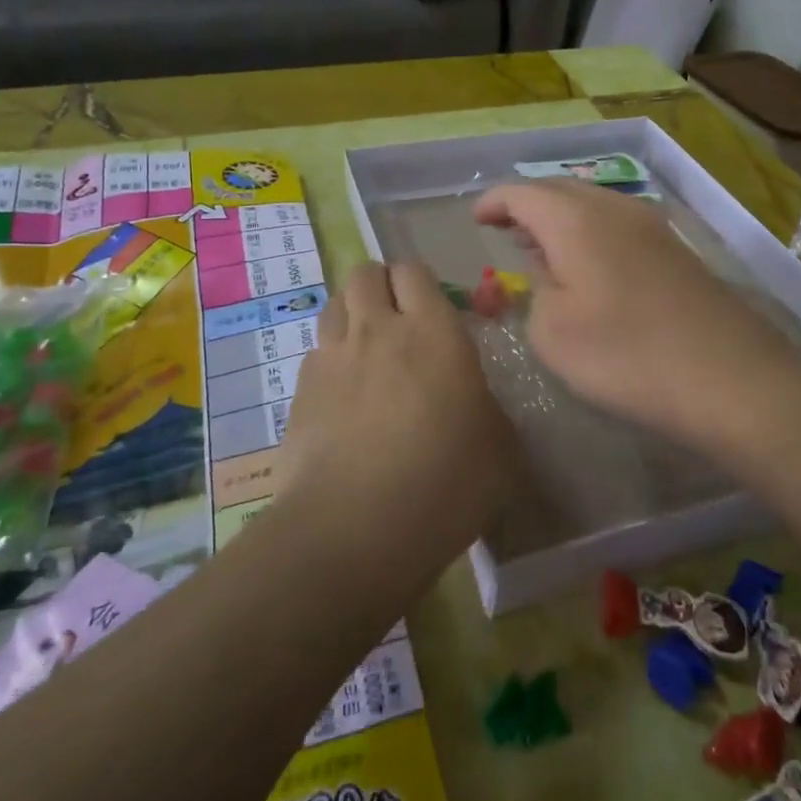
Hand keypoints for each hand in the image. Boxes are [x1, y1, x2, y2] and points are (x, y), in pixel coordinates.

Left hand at [284, 260, 518, 549]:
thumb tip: (477, 404)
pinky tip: (343, 394)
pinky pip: (316, 351)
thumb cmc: (445, 484)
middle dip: (381, 285)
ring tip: (368, 348)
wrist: (356, 529)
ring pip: (335, 304)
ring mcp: (332, 358)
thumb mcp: (500, 449)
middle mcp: (378, 330)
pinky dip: (330, 358)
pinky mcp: (300, 391)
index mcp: (434, 332)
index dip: (421, 283)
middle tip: (399, 320)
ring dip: (352, 314)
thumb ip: (489, 410)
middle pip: (365, 274)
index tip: (434, 309)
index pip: (415, 271)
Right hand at [472, 181, 800, 452]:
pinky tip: (590, 270)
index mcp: (575, 220)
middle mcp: (615, 209)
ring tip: (542, 250)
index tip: (475, 220)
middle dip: (527, 207)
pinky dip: (592, 236)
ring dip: (562, 221)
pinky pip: (619, 228)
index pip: (522, 193)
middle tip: (505, 232)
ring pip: (593, 207)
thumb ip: (536, 292)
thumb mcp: (553, 332)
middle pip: (560, 192)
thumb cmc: (626, 355)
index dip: (493, 203)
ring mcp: (652, 228)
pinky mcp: (677, 253)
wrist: (730, 378)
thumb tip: (548, 271)